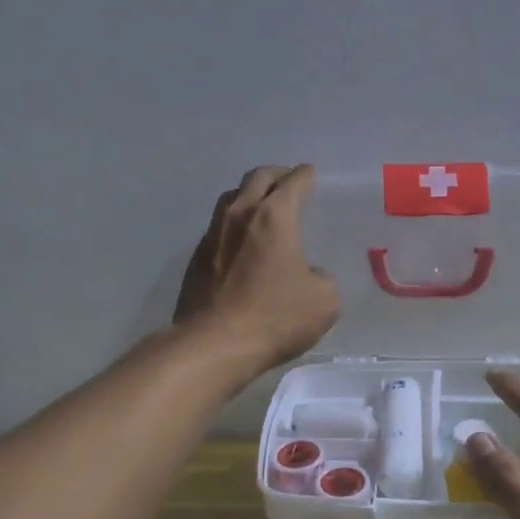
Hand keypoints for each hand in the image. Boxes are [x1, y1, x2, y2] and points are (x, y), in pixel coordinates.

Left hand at [175, 165, 339, 374]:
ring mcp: (213, 234)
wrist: (214, 344)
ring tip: (263, 205)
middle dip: (277, 175)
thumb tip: (308, 275)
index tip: (311, 174)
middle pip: (257, 177)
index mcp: (274, 216)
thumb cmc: (275, 317)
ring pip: (232, 197)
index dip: (305, 175)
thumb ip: (321, 278)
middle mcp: (240, 214)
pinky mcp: (196, 257)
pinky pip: (219, 226)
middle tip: (289, 181)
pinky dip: (234, 223)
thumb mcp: (323, 300)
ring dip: (250, 194)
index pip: (293, 182)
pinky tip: (242, 241)